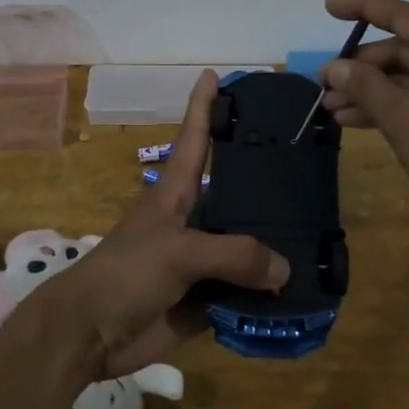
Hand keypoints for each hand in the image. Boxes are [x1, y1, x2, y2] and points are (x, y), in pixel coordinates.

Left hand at [21, 70, 289, 380]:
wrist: (89, 334)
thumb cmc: (126, 274)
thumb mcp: (179, 252)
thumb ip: (234, 255)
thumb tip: (284, 271)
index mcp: (175, 195)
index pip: (194, 139)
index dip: (203, 106)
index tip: (215, 75)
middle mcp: (191, 222)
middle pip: (233, 196)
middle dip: (265, 185)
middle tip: (310, 171)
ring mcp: (198, 262)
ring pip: (244, 248)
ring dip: (274, 248)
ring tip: (319, 235)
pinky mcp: (203, 300)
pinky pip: (242, 292)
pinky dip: (266, 295)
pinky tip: (300, 291)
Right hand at [319, 0, 408, 250]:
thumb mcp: (405, 119)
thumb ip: (366, 87)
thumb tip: (333, 67)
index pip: (401, 14)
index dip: (361, 7)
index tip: (327, 7)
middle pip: (401, 47)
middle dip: (359, 67)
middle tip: (322, 86)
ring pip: (406, 75)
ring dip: (368, 90)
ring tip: (329, 107)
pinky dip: (388, 106)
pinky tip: (353, 119)